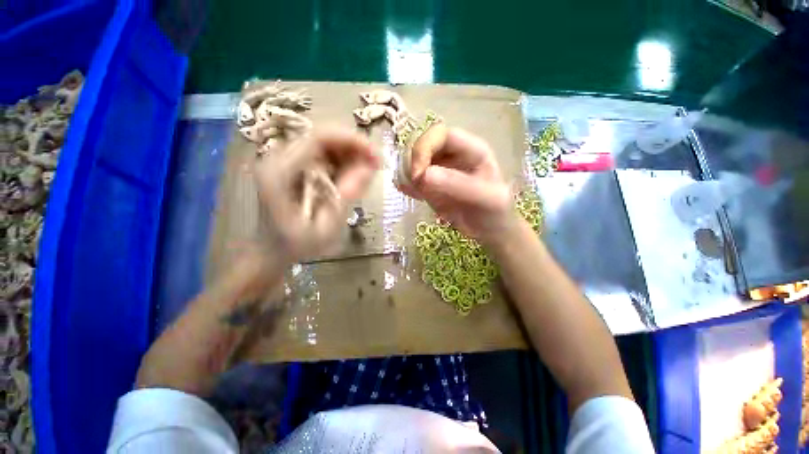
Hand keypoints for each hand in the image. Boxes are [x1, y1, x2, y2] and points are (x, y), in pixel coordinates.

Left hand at [254, 129, 378, 261]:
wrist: (271, 250)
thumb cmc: (296, 244)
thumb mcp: (325, 227)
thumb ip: (346, 196)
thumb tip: (369, 168)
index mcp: (279, 171)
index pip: (318, 138)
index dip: (351, 141)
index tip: (376, 155)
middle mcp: (278, 158)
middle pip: (322, 137)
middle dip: (354, 147)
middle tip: (377, 164)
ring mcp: (285, 160)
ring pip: (325, 144)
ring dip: (350, 154)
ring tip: (368, 171)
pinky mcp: (293, 165)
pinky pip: (323, 154)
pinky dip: (342, 161)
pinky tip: (353, 175)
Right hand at [397, 127, 518, 246]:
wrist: (489, 232)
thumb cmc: (494, 213)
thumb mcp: (485, 199)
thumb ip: (458, 185)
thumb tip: (423, 175)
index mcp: (470, 149)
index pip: (440, 134)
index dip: (424, 148)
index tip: (417, 174)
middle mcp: (452, 155)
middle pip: (421, 144)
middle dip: (412, 162)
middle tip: (415, 185)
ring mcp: (439, 169)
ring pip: (412, 159)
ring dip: (406, 174)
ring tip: (416, 192)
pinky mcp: (429, 184)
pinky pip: (411, 177)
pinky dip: (406, 184)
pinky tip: (412, 195)